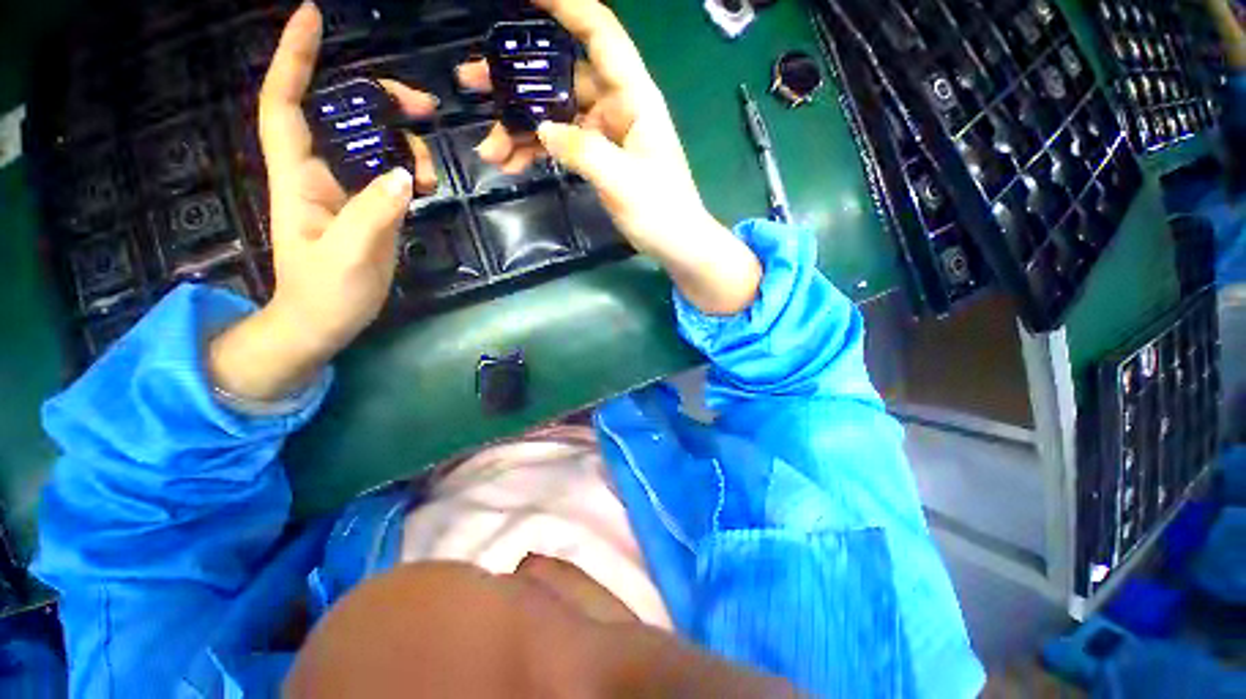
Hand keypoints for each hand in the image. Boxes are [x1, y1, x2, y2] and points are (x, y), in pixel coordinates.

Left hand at [210, 2, 438, 400]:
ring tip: (433, 172)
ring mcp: (348, 191)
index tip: (312, 16)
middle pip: (343, 116)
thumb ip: (374, 213)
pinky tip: (429, 187)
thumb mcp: (348, 256)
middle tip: (424, 107)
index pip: (285, 105)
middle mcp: (320, 173)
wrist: (325, 322)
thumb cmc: (324, 292)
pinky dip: (414, 172)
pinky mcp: (370, 208)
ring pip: (375, 145)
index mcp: (298, 178)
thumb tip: (405, 175)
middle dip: (379, 100)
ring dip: (407, 144)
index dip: (294, 59)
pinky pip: (392, 174)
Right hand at [459, 0, 761, 314]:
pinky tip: (513, 164)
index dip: (566, 6)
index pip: (600, 34)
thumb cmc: (661, 210)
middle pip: (562, 76)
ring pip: (556, 115)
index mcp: (634, 97)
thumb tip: (542, 130)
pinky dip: (538, 152)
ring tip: (489, 148)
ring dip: (521, 128)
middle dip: (517, 80)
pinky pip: (562, 144)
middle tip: (472, 80)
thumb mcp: (623, 180)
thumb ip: (583, 151)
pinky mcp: (599, 157)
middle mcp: (617, 106)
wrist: (675, 242)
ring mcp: (606, 132)